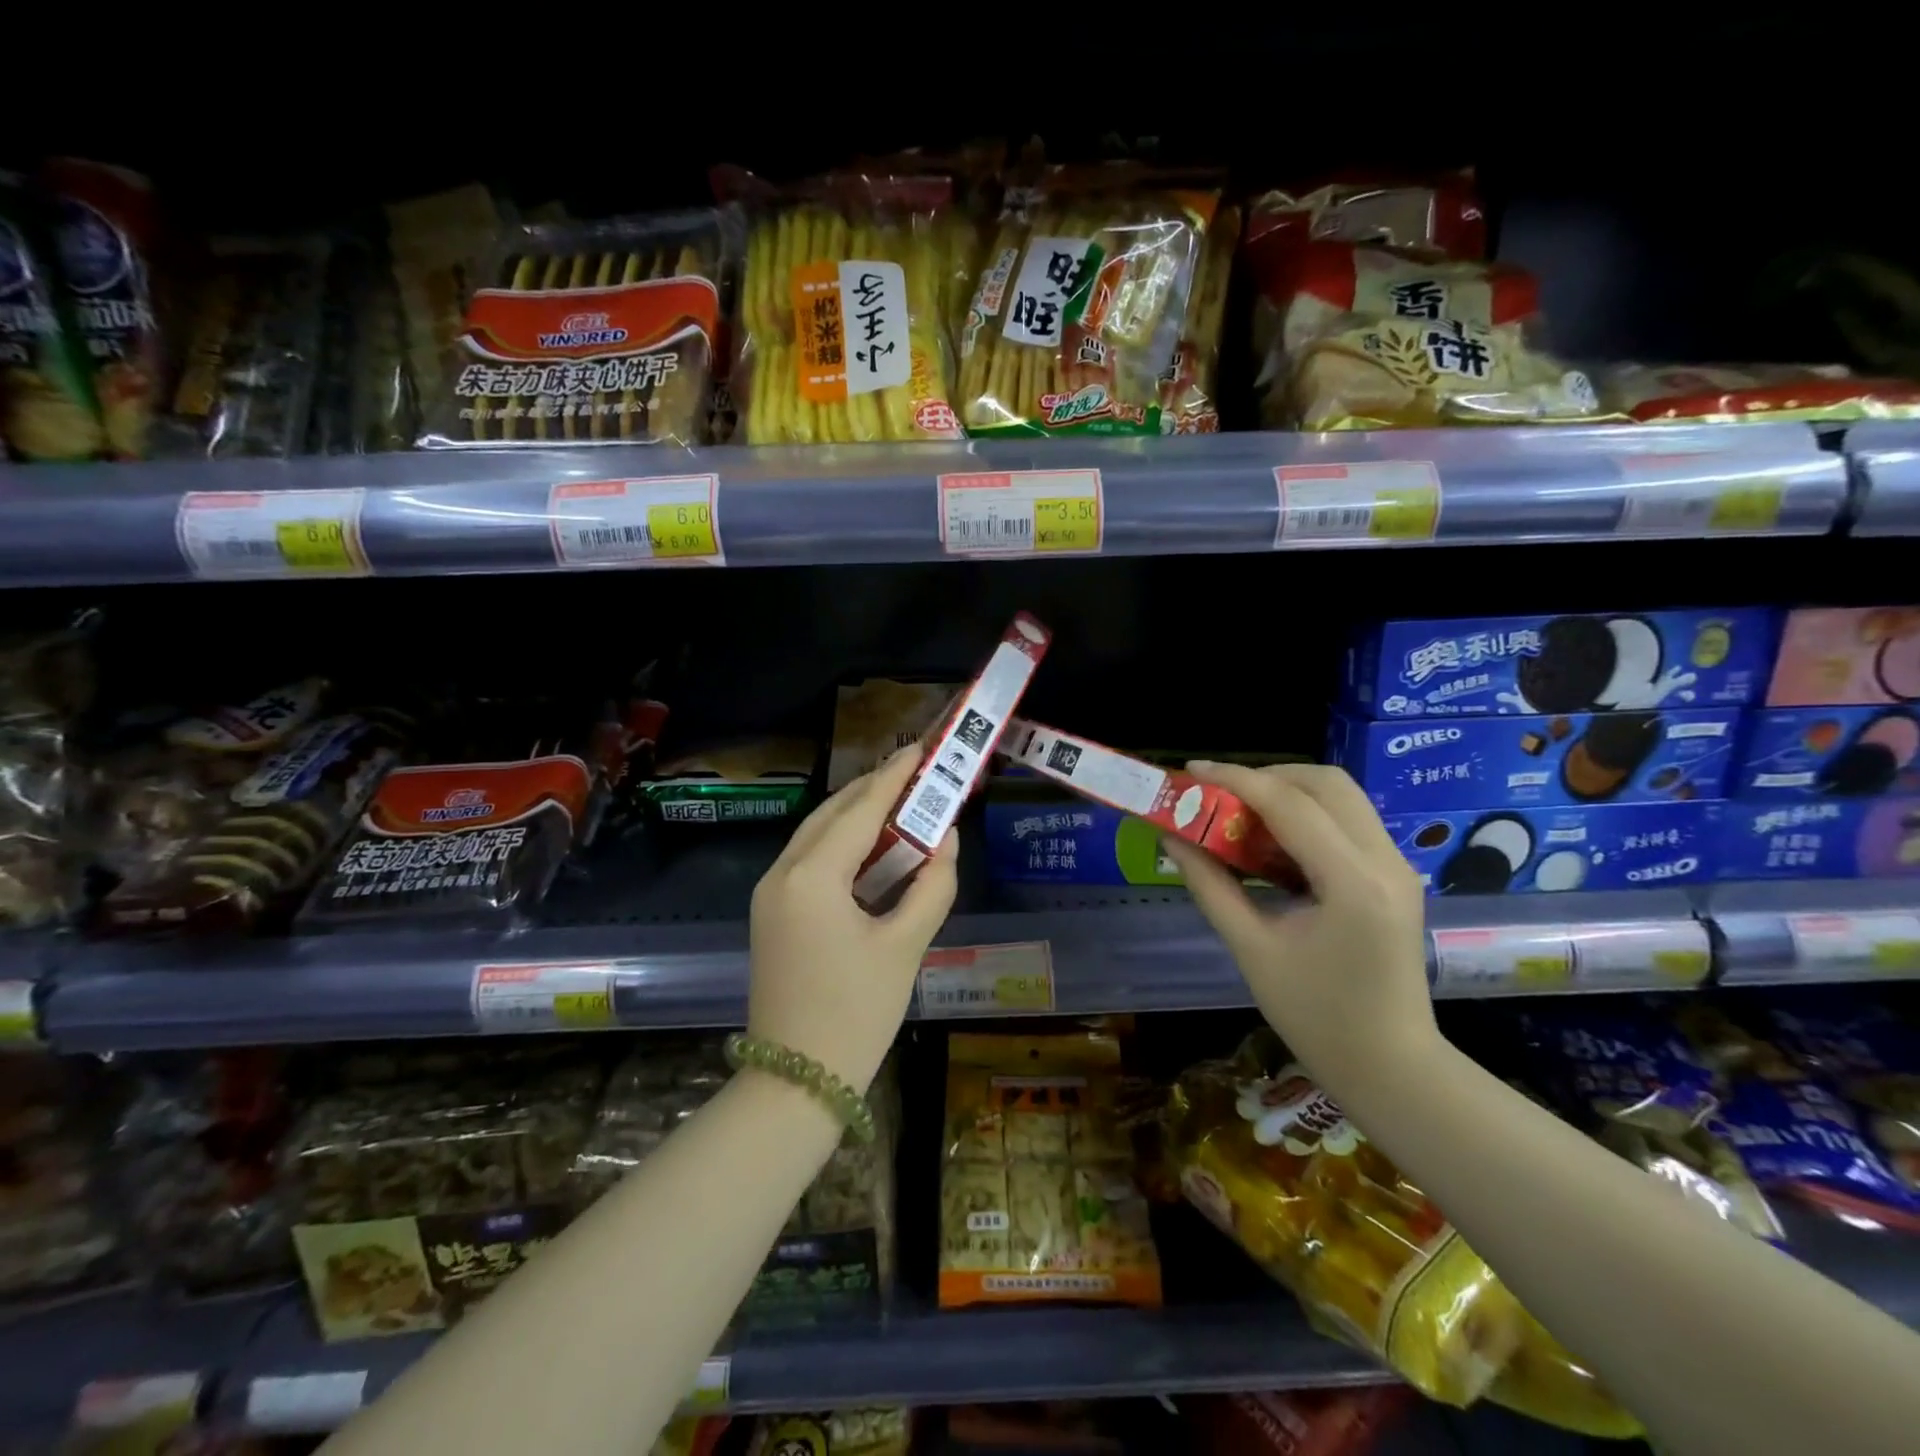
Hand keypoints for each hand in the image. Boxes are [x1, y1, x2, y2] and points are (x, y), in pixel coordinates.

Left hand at [746, 746, 958, 1091]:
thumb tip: (946, 839)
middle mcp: (782, 873)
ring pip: (817, 834)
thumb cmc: (856, 1014)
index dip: (894, 776)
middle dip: (874, 790)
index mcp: (811, 877)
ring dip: (858, 815)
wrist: (795, 1083)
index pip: (859, 809)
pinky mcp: (772, 913)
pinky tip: (873, 847)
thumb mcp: (905, 947)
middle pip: (833, 814)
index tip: (921, 748)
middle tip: (917, 774)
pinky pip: (810, 860)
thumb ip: (932, 885)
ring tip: (902, 802)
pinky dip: (843, 844)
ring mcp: (770, 893)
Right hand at [1158, 762, 1436, 1094]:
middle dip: (1266, 776)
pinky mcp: (1395, 876)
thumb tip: (1172, 838)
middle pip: (1326, 783)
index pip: (1290, 805)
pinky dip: (1307, 814)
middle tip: (1218, 795)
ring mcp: (1397, 866)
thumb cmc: (1316, 1018)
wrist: (1392, 1067)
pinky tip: (1273, 841)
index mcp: (1351, 883)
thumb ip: (1210, 885)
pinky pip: (1349, 821)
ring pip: (1342, 796)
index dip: (1235, 780)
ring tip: (1240, 814)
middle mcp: (1385, 862)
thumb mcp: (1251, 950)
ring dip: (1288, 792)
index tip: (1190, 772)